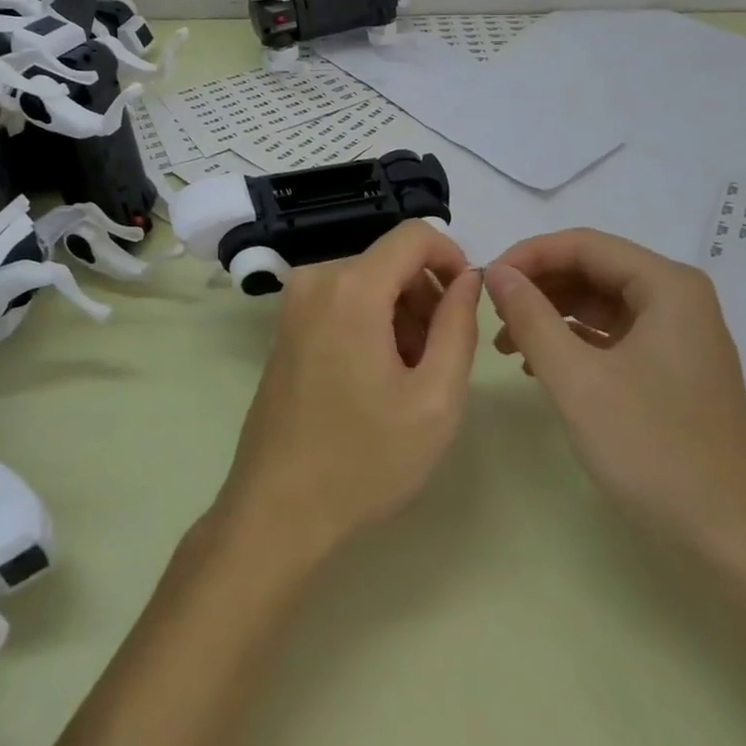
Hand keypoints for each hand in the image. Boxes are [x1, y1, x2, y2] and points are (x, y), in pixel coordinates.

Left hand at [215, 221, 482, 559]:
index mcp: (352, 287)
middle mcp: (317, 279)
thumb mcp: (435, 398)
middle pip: (391, 261)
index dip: (453, 258)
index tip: (467, 305)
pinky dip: (371, 324)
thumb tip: (468, 278)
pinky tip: (377, 380)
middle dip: (426, 297)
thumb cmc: (364, 459)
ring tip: (409, 379)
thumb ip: (458, 326)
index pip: (415, 235)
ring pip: (369, 282)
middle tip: (439, 359)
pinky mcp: (286, 326)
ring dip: (401, 315)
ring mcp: (295, 302)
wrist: (277, 510)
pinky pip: (343, 301)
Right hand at [485, 228, 745, 559]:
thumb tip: (495, 272)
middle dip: (538, 286)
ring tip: (506, 342)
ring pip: (599, 303)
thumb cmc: (652, 450)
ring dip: (550, 314)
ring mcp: (678, 336)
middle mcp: (678, 299)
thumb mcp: (576, 379)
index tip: (484, 282)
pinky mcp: (672, 369)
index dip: (528, 255)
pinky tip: (537, 364)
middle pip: (593, 269)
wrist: (729, 543)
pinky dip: (572, 341)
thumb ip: (531, 316)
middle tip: (491, 312)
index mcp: (667, 286)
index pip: (584, 244)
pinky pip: (612, 335)